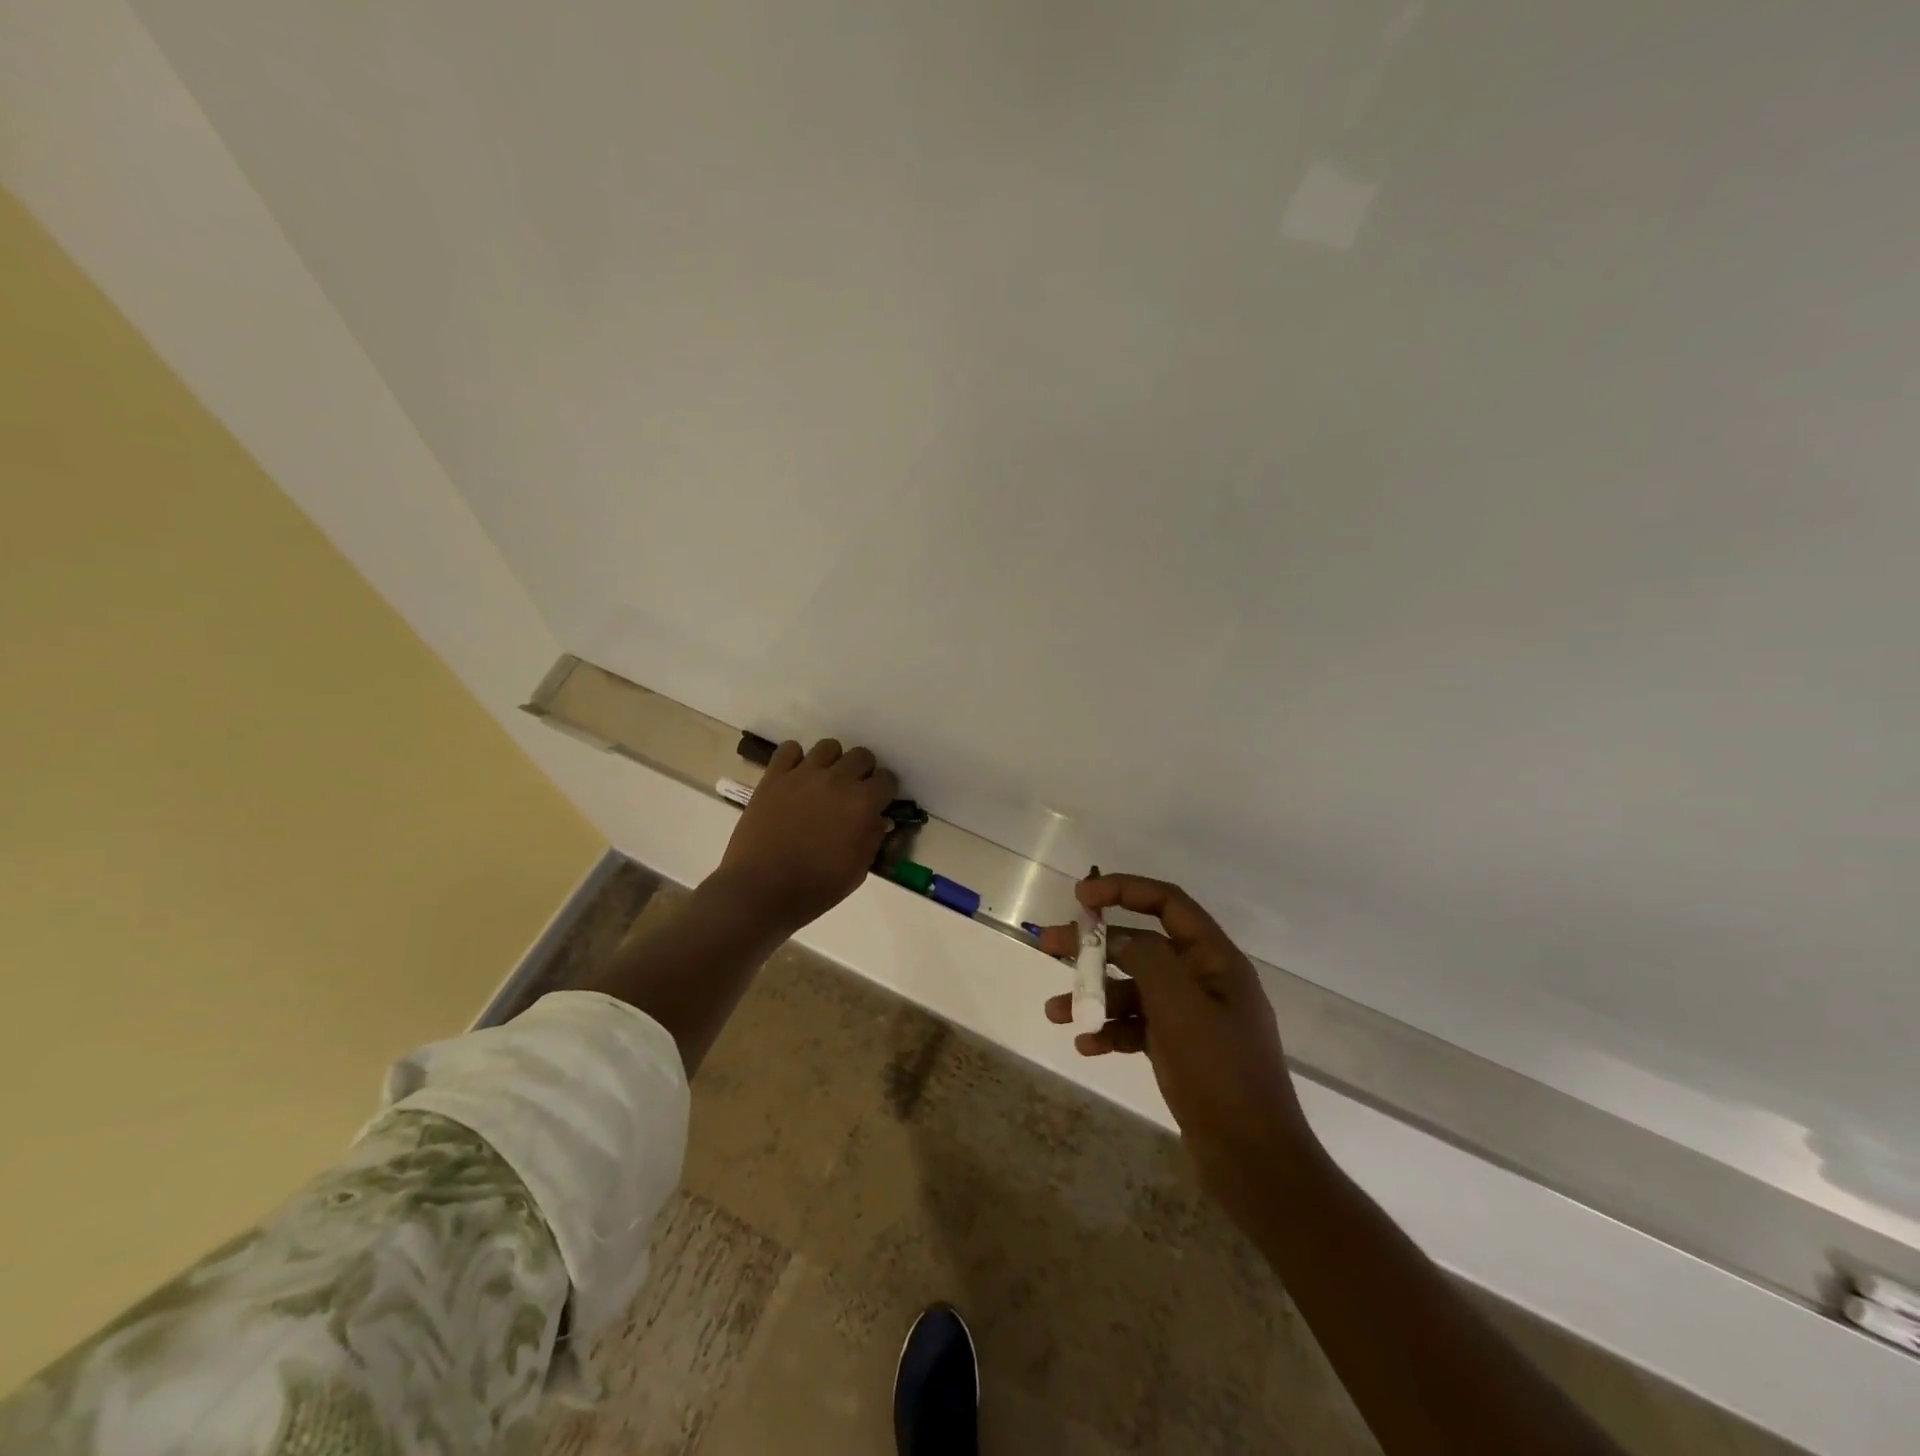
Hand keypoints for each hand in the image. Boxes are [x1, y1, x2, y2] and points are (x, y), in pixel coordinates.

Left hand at [709, 738, 897, 934]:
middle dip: (863, 772)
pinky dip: (795, 759)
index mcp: (862, 803)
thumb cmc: (816, 887)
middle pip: (862, 756)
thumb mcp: (857, 871)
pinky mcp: (774, 777)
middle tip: (853, 793)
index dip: (885, 791)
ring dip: (833, 762)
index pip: (887, 779)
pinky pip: (790, 749)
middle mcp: (837, 780)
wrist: (761, 890)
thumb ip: (872, 839)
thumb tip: (879, 820)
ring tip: (825, 782)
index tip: (878, 803)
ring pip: (829, 747)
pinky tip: (795, 778)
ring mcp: (803, 775)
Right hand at [1038, 874, 1318, 1230]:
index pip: (1167, 904)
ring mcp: (1192, 1017)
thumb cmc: (1220, 1075)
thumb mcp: (1180, 1008)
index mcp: (1215, 960)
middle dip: (1094, 946)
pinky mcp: (1180, 1049)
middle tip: (1049, 946)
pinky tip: (1087, 1046)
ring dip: (1094, 997)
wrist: (1254, 1162)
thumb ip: (1146, 960)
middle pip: (1141, 945)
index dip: (1123, 889)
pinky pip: (1138, 1026)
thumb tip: (1117, 938)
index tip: (1081, 896)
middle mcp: (1203, 980)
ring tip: (1055, 1012)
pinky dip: (1111, 1031)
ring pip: (1133, 989)